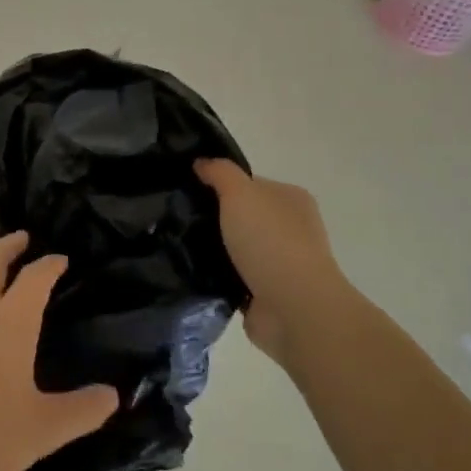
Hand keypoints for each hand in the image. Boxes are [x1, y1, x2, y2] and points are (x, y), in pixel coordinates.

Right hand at [194, 159, 357, 365]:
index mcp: (291, 199)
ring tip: (177, 245)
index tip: (190, 190)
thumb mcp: (240, 192)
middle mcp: (290, 229)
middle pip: (243, 216)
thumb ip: (220, 172)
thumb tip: (202, 163)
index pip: (250, 184)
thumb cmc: (270, 241)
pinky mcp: (267, 294)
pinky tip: (192, 273)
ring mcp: (281, 264)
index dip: (221, 184)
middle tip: (178, 218)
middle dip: (215, 219)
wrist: (293, 307)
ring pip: (237, 249)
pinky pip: (234, 278)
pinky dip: (217, 278)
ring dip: (214, 250)